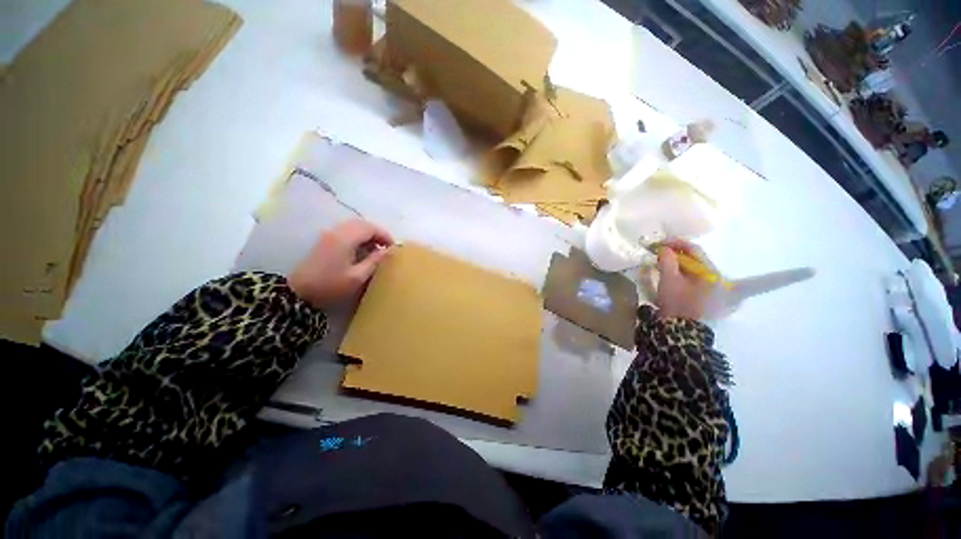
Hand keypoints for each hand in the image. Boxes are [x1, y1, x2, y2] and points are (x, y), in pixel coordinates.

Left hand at [289, 219, 393, 308]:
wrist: (297, 292)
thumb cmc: (330, 285)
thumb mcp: (357, 277)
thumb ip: (374, 261)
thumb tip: (388, 251)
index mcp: (346, 238)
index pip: (370, 227)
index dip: (384, 235)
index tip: (393, 248)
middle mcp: (336, 231)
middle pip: (362, 224)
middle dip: (377, 233)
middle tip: (386, 248)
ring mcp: (328, 235)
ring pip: (353, 227)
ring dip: (367, 235)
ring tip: (375, 250)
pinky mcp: (324, 241)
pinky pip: (346, 232)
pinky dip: (357, 237)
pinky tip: (360, 251)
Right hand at [655, 239, 712, 320]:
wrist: (681, 330)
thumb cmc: (677, 302)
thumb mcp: (669, 279)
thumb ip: (667, 260)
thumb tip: (664, 248)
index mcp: (710, 272)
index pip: (694, 250)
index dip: (675, 243)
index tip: (658, 243)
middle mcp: (715, 277)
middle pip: (694, 258)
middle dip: (675, 252)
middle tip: (657, 251)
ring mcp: (711, 287)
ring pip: (692, 267)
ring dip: (676, 262)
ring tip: (659, 261)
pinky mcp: (704, 294)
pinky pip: (691, 276)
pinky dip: (679, 271)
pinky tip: (667, 273)